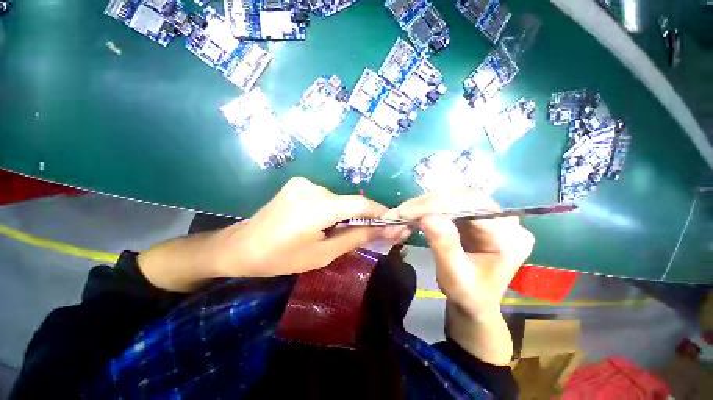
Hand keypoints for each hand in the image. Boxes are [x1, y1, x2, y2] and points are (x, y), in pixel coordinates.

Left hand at [139, 177, 408, 291]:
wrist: (241, 247)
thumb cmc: (281, 257)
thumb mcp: (323, 253)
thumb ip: (355, 238)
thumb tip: (383, 230)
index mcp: (318, 207)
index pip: (359, 203)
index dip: (378, 211)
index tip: (391, 221)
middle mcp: (312, 188)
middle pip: (347, 202)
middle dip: (359, 217)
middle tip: (362, 235)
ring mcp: (303, 183)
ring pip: (336, 200)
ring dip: (342, 215)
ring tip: (332, 233)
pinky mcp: (297, 184)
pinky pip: (323, 197)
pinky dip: (329, 209)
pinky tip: (318, 223)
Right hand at [388, 189, 533, 315]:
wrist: (474, 301)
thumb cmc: (469, 295)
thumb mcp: (456, 277)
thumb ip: (445, 246)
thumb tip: (427, 217)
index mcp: (509, 237)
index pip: (475, 206)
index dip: (439, 204)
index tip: (408, 212)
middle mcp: (504, 220)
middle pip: (463, 197)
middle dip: (428, 203)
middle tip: (401, 212)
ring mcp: (489, 215)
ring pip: (454, 196)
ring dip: (425, 203)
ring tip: (403, 212)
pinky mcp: (474, 215)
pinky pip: (449, 203)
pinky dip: (427, 207)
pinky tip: (414, 213)